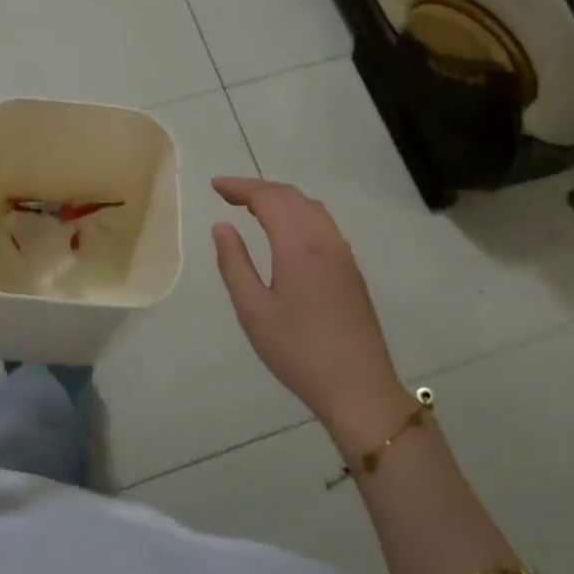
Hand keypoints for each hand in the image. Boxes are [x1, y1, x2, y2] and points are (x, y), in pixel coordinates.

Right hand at [211, 178, 412, 448]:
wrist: (358, 388)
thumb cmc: (298, 351)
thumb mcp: (253, 310)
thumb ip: (234, 263)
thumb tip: (222, 226)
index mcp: (298, 245)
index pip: (268, 198)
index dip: (240, 187)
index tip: (215, 185)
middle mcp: (324, 239)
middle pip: (291, 196)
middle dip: (258, 189)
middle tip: (227, 194)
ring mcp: (343, 253)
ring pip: (311, 207)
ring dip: (281, 198)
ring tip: (253, 208)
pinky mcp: (351, 269)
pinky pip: (323, 223)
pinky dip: (298, 213)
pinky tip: (286, 231)